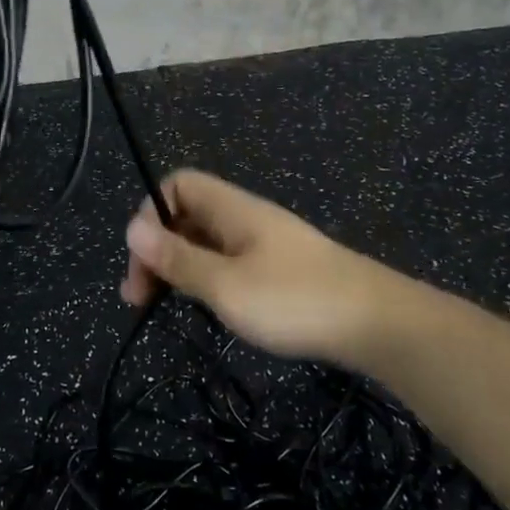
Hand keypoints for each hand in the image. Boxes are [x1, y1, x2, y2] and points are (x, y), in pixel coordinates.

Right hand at [121, 171, 388, 362]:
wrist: (378, 324)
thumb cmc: (294, 300)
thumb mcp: (225, 285)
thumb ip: (178, 259)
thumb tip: (132, 228)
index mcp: (231, 209)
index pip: (178, 185)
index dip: (151, 213)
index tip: (143, 261)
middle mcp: (246, 218)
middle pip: (188, 214)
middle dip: (158, 249)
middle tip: (141, 297)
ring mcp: (266, 243)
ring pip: (208, 242)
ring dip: (181, 268)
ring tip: (169, 306)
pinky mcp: (281, 269)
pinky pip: (230, 261)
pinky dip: (209, 279)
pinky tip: (212, 309)